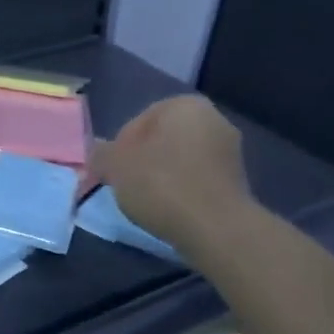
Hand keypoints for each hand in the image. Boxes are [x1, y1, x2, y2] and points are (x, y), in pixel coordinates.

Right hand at [90, 96, 252, 253]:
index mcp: (185, 105)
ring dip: (161, 177)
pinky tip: (170, 211)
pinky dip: (181, 191)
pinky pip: (197, 180)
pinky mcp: (237, 181)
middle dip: (141, 161)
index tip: (110, 173)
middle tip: (125, 187)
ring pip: (180, 160)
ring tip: (146, 203)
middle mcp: (213, 118)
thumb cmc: (162, 185)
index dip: (118, 148)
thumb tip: (96, 152)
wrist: (216, 228)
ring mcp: (229, 150)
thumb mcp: (117, 167)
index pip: (139, 121)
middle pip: (162, 139)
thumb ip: (101, 154)